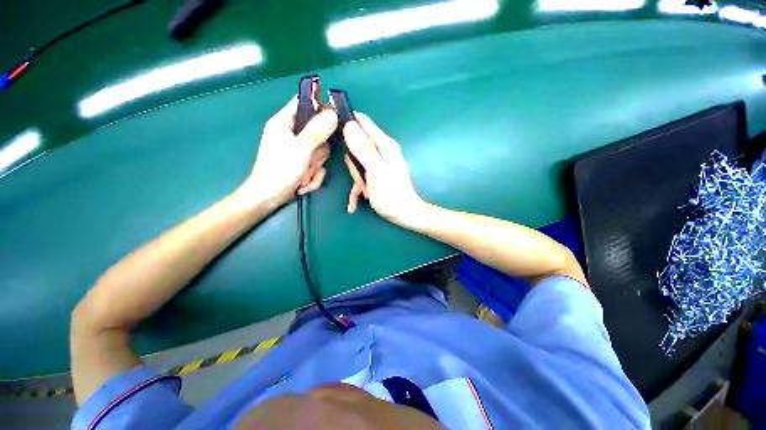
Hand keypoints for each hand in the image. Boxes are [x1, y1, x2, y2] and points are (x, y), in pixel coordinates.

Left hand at [241, 97, 337, 206]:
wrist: (268, 198)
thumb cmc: (279, 170)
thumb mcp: (300, 148)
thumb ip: (317, 131)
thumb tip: (333, 113)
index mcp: (284, 123)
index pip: (304, 103)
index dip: (320, 107)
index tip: (334, 119)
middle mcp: (293, 134)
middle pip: (318, 133)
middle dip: (318, 152)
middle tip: (309, 160)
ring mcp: (299, 151)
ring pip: (320, 153)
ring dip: (315, 168)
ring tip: (303, 174)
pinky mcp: (303, 164)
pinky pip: (317, 166)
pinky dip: (312, 177)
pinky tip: (303, 183)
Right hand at [343, 113, 425, 226]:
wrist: (405, 215)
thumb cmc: (392, 194)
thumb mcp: (376, 171)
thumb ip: (364, 149)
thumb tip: (349, 125)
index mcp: (385, 145)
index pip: (363, 122)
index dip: (347, 122)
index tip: (332, 129)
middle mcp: (382, 152)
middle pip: (357, 147)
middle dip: (354, 165)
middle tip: (361, 178)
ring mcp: (378, 165)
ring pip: (357, 165)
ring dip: (357, 181)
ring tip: (366, 192)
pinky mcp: (376, 176)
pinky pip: (361, 178)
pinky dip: (357, 190)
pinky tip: (354, 205)